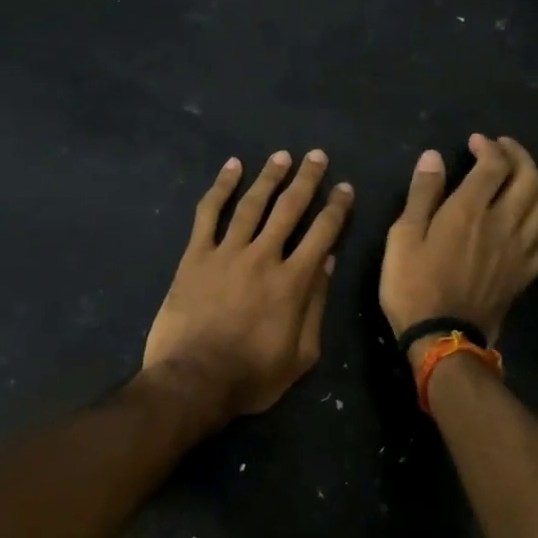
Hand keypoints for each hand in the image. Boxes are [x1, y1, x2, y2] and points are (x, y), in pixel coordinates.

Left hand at [142, 150, 353, 419]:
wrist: (193, 381)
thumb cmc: (251, 376)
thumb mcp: (301, 355)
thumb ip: (316, 306)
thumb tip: (327, 262)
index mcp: (293, 281)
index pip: (322, 233)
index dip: (336, 208)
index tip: (344, 187)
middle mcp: (263, 256)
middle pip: (289, 208)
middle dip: (306, 180)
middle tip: (317, 156)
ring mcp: (227, 252)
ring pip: (252, 204)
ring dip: (269, 176)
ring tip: (282, 156)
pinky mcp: (195, 255)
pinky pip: (209, 213)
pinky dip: (221, 187)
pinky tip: (232, 167)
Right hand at [380, 134, 537, 357]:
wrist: (441, 338)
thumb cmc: (413, 285)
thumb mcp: (403, 236)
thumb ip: (422, 194)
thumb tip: (434, 157)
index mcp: (470, 211)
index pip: (494, 165)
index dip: (489, 147)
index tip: (476, 142)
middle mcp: (503, 224)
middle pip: (529, 178)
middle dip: (519, 155)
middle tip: (504, 149)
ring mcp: (520, 250)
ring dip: (537, 182)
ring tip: (522, 175)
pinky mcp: (527, 273)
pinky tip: (535, 219)